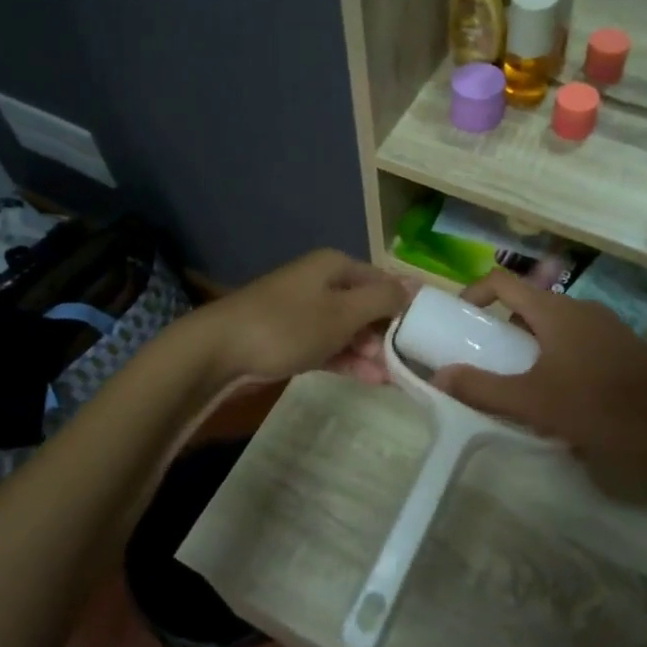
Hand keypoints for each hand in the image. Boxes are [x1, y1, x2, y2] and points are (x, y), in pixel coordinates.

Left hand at [188, 249, 407, 385]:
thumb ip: (383, 298)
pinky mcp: (290, 339)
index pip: (382, 279)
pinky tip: (370, 380)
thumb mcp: (343, 311)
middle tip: (409, 363)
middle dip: (387, 333)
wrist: (219, 352)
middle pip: (365, 305)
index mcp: (334, 266)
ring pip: (347, 329)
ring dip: (369, 352)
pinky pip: (328, 347)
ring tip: (393, 378)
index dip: (405, 304)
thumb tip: (416, 285)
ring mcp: (303, 312)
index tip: (426, 333)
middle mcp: (320, 283)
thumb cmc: (288, 326)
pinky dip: (348, 360)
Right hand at [431, 269, 646, 472]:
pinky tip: (561, 396)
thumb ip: (482, 388)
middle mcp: (580, 308)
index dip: (474, 292)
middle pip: (528, 304)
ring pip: (554, 325)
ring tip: (520, 382)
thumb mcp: (531, 402)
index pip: (502, 281)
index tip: (458, 318)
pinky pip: (578, 341)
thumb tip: (438, 376)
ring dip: (530, 344)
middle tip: (486, 358)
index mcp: (554, 310)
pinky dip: (557, 355)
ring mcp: (606, 326)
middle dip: (502, 328)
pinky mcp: (624, 347)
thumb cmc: (597, 407)